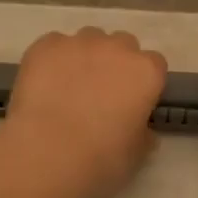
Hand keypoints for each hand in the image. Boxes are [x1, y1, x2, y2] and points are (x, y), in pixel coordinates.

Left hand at [5, 28, 168, 196]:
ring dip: (84, 57)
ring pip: (88, 40)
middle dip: (115, 62)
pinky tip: (43, 85)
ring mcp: (79, 42)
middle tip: (100, 92)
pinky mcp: (45, 45)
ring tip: (68, 87)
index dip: (142, 81)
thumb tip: (142, 130)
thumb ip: (143, 134)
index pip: (154, 64)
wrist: (47, 152)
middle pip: (122, 44)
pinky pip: (54, 45)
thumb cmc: (101, 158)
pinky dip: (52, 60)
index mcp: (146, 72)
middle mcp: (116, 48)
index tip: (132, 100)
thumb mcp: (136, 153)